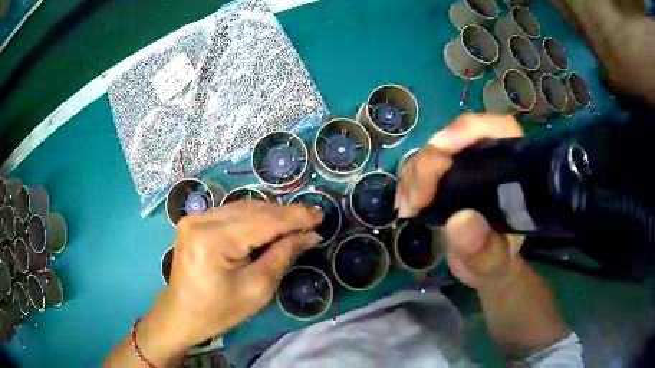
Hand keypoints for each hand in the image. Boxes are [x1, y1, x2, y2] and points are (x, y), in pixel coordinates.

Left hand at [138, 201, 321, 360]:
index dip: (295, 216)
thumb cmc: (218, 311)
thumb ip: (282, 256)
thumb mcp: (256, 289)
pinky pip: (231, 212)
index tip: (321, 215)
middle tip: (311, 221)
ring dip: (270, 214)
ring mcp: (194, 218)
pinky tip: (267, 225)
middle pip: (253, 209)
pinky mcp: (194, 221)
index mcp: (213, 241)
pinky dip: (253, 217)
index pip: (263, 221)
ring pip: (243, 207)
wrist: (181, 314)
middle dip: (285, 214)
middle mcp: (201, 220)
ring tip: (294, 224)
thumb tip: (309, 235)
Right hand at [395, 113, 524, 289]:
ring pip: (437, 150)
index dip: (470, 129)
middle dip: (432, 161)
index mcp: (514, 172)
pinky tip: (405, 204)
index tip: (440, 147)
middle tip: (416, 199)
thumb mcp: (494, 264)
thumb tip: (461, 219)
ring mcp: (468, 166)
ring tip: (407, 207)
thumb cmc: (497, 262)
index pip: (499, 130)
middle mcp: (490, 160)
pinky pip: (425, 166)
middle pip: (459, 137)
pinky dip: (411, 182)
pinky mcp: (449, 176)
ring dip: (416, 173)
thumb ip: (484, 249)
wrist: (485, 268)